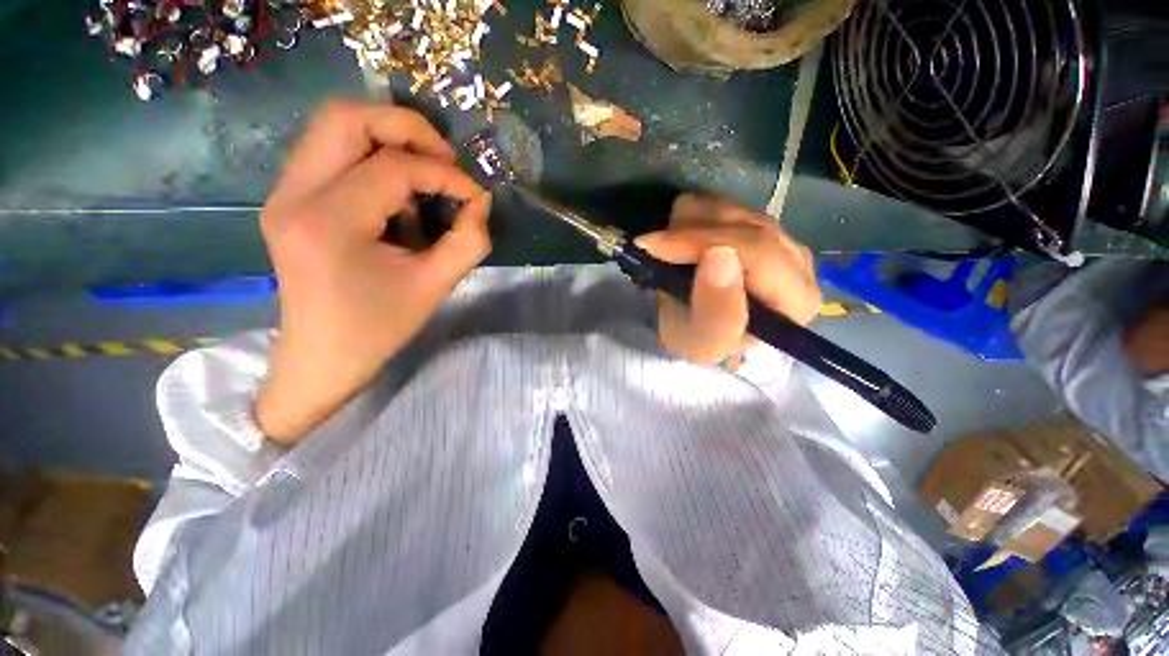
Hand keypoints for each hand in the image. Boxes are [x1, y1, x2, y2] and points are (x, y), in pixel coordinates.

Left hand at [256, 99, 491, 443]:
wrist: (322, 356)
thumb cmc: (379, 328)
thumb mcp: (435, 287)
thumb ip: (469, 241)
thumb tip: (480, 201)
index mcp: (328, 222)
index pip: (393, 168)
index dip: (445, 174)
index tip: (475, 195)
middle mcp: (293, 194)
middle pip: (344, 117)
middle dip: (407, 128)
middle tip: (445, 160)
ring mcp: (283, 193)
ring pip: (332, 126)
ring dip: (387, 138)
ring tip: (426, 172)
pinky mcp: (288, 199)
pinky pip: (330, 152)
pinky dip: (371, 157)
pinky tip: (397, 193)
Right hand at [635, 194, 820, 365]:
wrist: (698, 330)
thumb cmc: (701, 341)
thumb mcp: (704, 341)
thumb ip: (717, 309)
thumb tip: (719, 254)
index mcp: (796, 300)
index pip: (759, 253)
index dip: (703, 242)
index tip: (655, 247)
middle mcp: (798, 262)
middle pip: (746, 225)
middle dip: (690, 233)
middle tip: (651, 245)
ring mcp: (780, 236)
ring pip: (732, 208)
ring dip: (689, 225)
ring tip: (667, 251)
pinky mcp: (757, 223)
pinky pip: (722, 202)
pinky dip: (692, 216)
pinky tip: (681, 241)